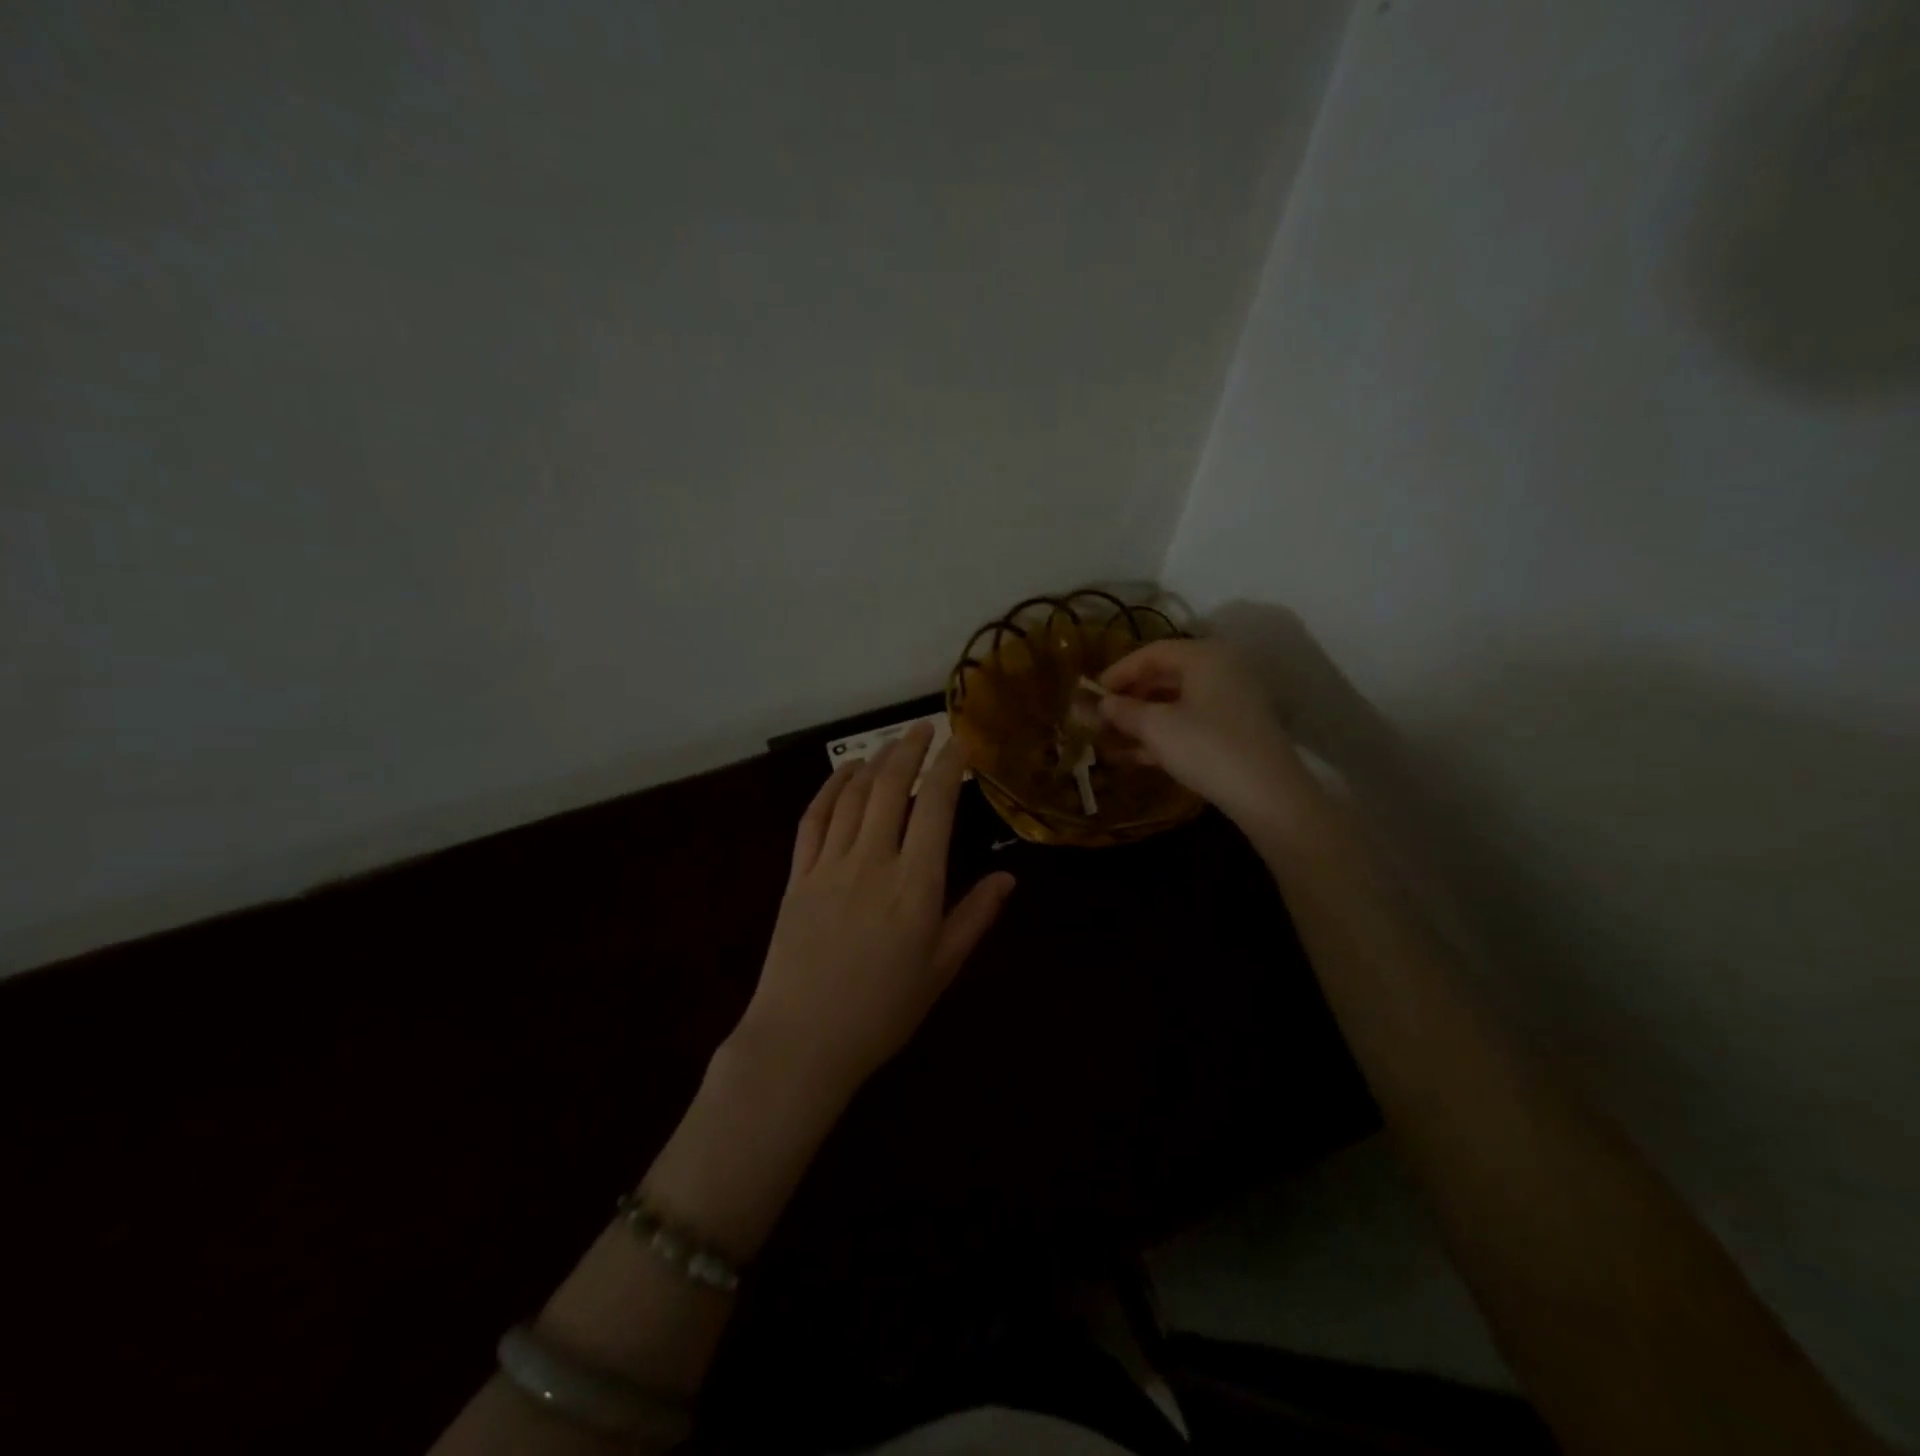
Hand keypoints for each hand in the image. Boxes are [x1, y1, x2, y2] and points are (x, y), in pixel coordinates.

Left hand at [735, 724, 1015, 1096]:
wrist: (802, 1041)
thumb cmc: (882, 1011)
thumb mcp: (940, 969)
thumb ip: (974, 917)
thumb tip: (1008, 878)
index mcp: (915, 884)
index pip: (936, 807)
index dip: (949, 767)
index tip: (961, 744)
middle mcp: (873, 861)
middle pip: (892, 787)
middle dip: (910, 748)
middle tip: (925, 727)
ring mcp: (830, 864)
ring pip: (854, 795)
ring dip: (873, 760)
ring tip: (890, 743)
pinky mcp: (798, 875)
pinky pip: (814, 819)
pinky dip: (831, 788)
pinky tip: (844, 773)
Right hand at [1099, 639, 1308, 828]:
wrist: (1268, 796)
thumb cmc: (1207, 748)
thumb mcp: (1156, 727)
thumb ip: (1123, 711)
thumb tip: (1100, 704)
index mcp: (1205, 657)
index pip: (1152, 652)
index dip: (1118, 671)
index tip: (1091, 693)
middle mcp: (1221, 671)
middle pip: (1164, 677)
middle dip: (1128, 698)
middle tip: (1098, 717)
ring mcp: (1230, 703)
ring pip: (1175, 704)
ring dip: (1140, 720)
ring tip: (1107, 739)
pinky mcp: (1233, 733)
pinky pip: (1189, 724)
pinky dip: (1161, 736)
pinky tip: (1132, 756)